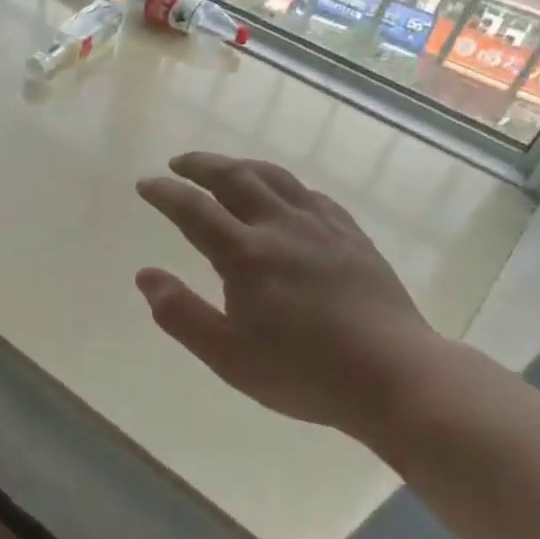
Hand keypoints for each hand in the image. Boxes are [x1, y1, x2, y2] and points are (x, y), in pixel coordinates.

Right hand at [135, 152, 441, 443]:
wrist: (394, 375)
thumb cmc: (303, 372)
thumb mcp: (228, 356)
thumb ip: (181, 314)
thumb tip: (145, 275)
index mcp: (246, 255)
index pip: (194, 209)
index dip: (165, 193)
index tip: (145, 184)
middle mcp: (281, 227)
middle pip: (235, 178)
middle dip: (201, 165)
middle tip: (179, 163)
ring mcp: (322, 227)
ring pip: (275, 178)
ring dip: (241, 166)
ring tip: (223, 168)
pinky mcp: (352, 236)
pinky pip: (311, 194)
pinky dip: (283, 184)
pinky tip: (283, 195)